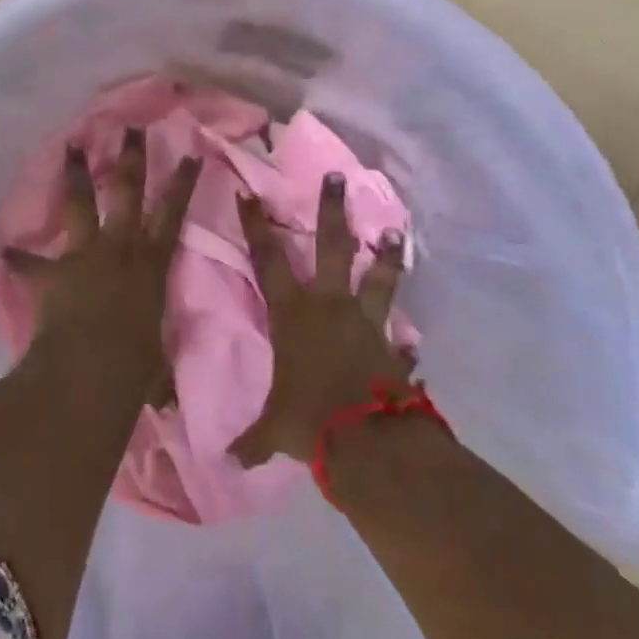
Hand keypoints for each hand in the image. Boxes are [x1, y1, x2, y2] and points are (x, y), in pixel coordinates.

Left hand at [3, 127, 201, 375]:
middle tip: (129, 128)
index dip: (183, 183)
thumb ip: (156, 356)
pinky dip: (19, 259)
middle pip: (127, 192)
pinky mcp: (53, 273)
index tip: (190, 153)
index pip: (173, 214)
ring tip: (70, 145)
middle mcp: (120, 248)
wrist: (91, 373)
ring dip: (76, 175)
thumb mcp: (157, 359)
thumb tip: (163, 389)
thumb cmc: (136, 368)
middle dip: (129, 158)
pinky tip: (7, 251)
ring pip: (81, 204)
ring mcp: (84, 255)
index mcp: (152, 264)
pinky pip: (30, 263)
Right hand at [229, 173, 412, 467]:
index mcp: (292, 315)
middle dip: (331, 210)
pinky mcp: (391, 346)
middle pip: (331, 248)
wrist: (367, 442)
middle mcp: (328, 306)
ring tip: (394, 230)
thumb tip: (225, 463)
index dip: (256, 226)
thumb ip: (251, 441)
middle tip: (336, 176)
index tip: (249, 193)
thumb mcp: (273, 429)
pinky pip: (399, 336)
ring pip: (376, 277)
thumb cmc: (309, 420)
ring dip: (385, 254)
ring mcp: (365, 322)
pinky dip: (405, 340)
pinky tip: (413, 342)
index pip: (267, 260)